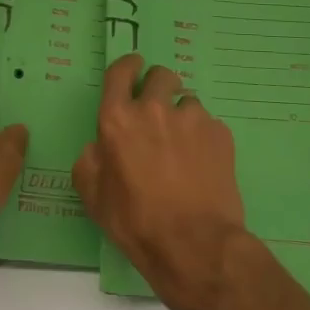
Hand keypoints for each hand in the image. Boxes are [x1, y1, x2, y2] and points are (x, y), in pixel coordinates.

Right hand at [73, 53, 250, 309]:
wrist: (194, 244)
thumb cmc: (136, 222)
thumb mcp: (93, 196)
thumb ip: (90, 160)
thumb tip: (98, 146)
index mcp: (117, 119)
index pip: (120, 72)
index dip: (128, 65)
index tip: (134, 67)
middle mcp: (154, 108)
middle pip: (160, 76)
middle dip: (158, 86)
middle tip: (159, 110)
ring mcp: (191, 118)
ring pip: (187, 101)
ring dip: (182, 115)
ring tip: (184, 146)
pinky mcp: (219, 132)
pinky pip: (208, 123)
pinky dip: (203, 136)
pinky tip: (202, 163)